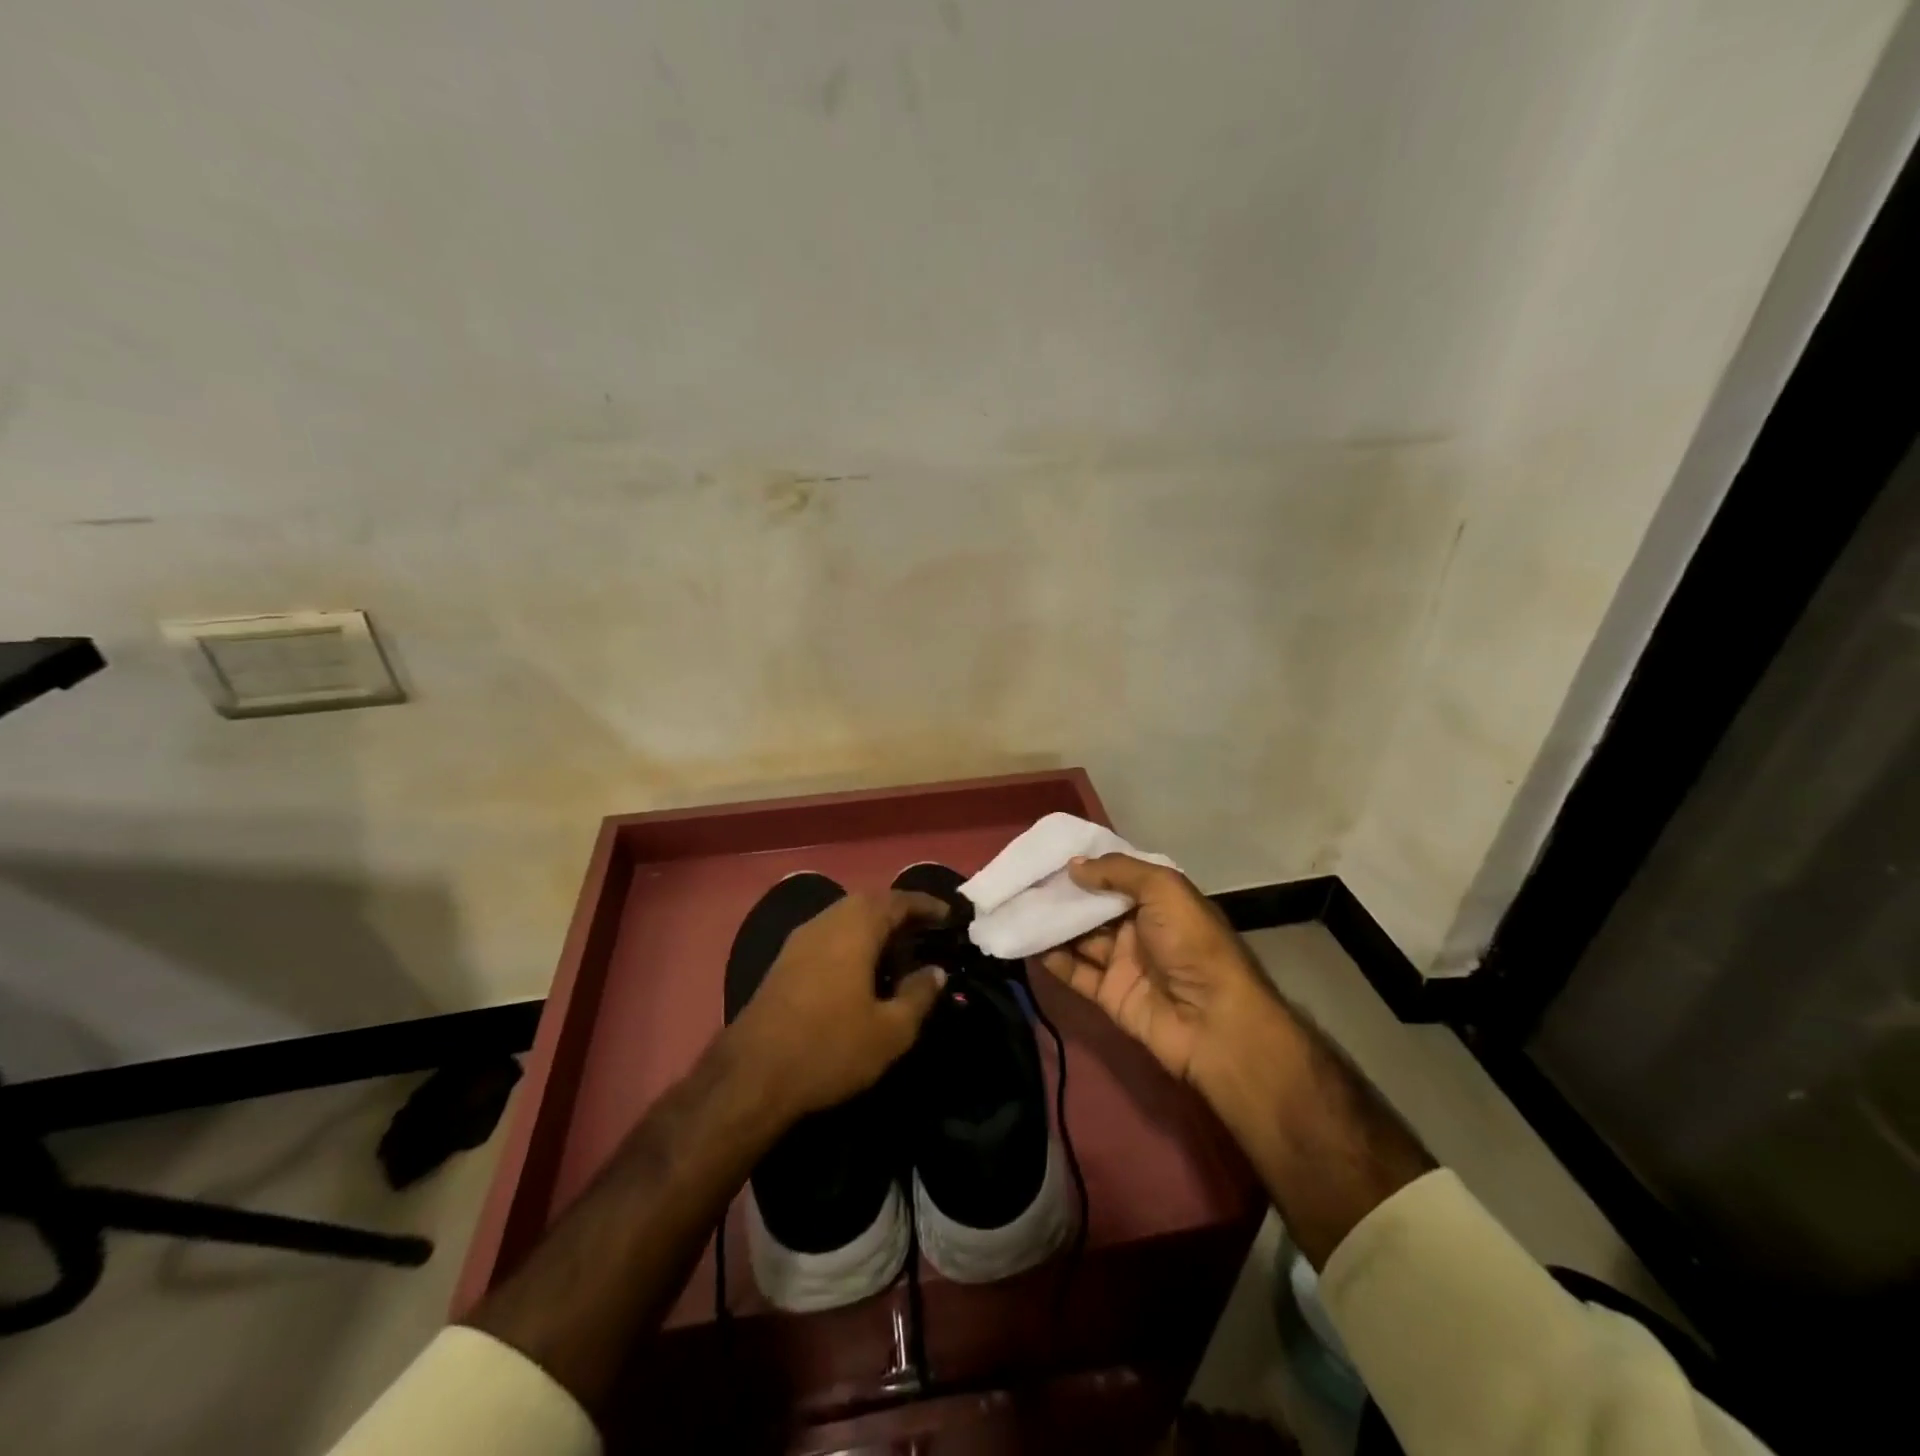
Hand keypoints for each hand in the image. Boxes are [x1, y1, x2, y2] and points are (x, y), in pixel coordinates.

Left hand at [729, 889, 949, 1116]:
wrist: (751, 1077)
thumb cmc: (830, 1047)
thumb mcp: (890, 1030)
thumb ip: (918, 995)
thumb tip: (936, 971)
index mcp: (855, 927)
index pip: (897, 901)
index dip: (925, 905)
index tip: (948, 916)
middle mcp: (826, 922)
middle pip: (868, 903)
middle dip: (899, 913)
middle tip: (925, 933)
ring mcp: (799, 941)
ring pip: (845, 919)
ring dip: (874, 928)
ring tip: (898, 953)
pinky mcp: (783, 962)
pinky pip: (828, 936)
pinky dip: (852, 942)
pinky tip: (862, 972)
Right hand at [1039, 854, 1271, 1086]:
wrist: (1213, 1021)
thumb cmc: (1191, 944)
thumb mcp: (1163, 889)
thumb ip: (1117, 871)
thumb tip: (1072, 866)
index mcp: (1158, 900)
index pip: (1115, 876)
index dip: (1085, 866)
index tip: (1047, 856)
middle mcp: (1140, 927)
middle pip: (1093, 907)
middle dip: (1061, 895)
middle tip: (1021, 881)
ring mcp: (1124, 962)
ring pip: (1080, 938)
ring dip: (1051, 924)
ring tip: (1014, 907)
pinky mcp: (1110, 994)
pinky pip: (1075, 972)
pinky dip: (1052, 958)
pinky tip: (1025, 942)